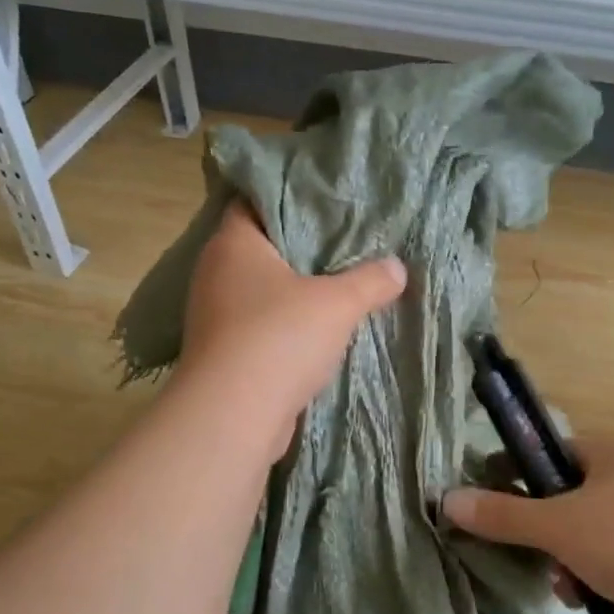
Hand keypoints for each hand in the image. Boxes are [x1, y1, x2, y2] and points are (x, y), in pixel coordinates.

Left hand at [178, 204, 406, 456]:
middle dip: (302, 250)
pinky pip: (260, 326)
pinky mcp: (224, 352)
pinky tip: (319, 332)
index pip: (256, 202)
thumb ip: (370, 280)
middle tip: (346, 243)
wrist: (233, 415)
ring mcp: (215, 315)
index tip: (327, 204)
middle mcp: (216, 273)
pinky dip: (286, 327)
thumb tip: (397, 267)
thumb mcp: (337, 304)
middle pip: (262, 249)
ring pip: (262, 292)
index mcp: (233, 244)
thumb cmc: (279, 338)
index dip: (291, 199)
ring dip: (295, 293)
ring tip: (339, 287)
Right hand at [442, 439, 613, 613]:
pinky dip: (598, 580)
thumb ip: (502, 514)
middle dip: (549, 531)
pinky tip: (589, 602)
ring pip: (596, 536)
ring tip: (564, 586)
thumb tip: (447, 501)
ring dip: (570, 561)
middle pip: (577, 499)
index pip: (561, 451)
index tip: (498, 491)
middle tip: (532, 550)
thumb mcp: (554, 525)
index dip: (527, 470)